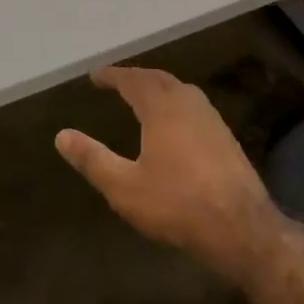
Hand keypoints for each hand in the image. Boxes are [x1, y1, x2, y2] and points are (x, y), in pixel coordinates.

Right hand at [56, 66, 275, 283]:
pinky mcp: (226, 138)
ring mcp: (212, 119)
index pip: (133, 80)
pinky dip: (176, 103)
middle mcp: (189, 104)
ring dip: (159, 87)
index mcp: (162, 108)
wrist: (241, 228)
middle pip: (159, 79)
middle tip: (117, 81)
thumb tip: (62, 136)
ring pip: (181, 90)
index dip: (112, 75)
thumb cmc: (177, 204)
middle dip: (136, 76)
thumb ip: (92, 159)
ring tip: (143, 96)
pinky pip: (195, 106)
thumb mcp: (124, 187)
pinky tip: (175, 123)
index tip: (95, 75)